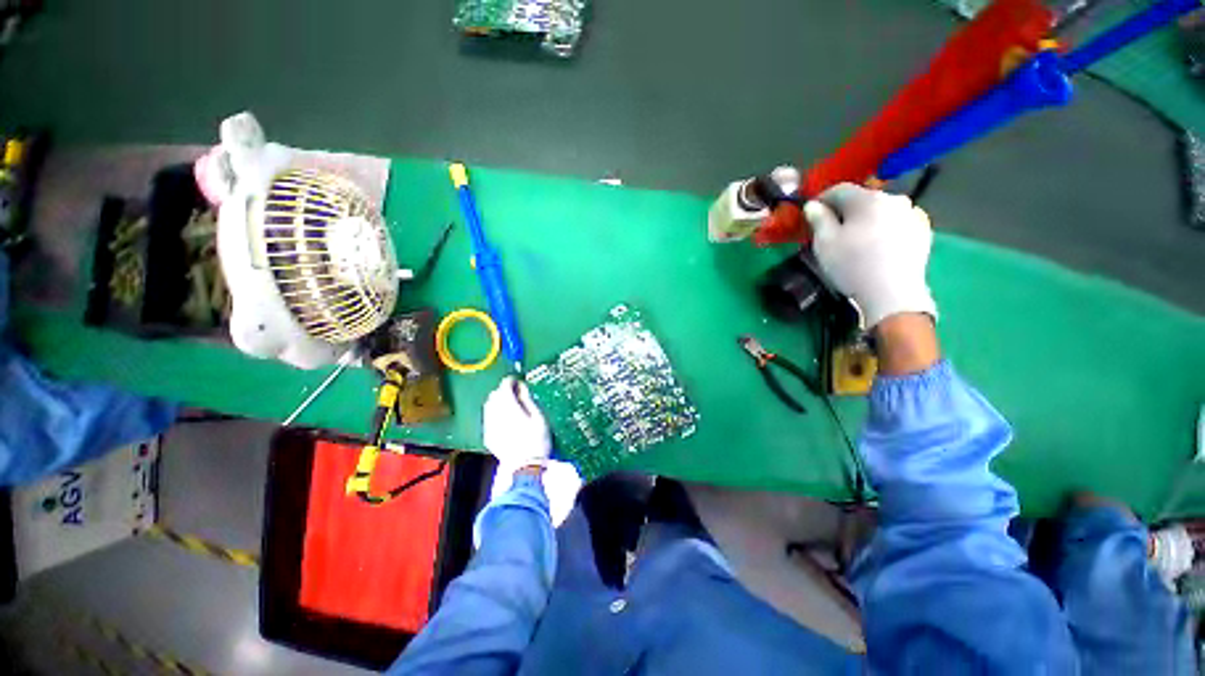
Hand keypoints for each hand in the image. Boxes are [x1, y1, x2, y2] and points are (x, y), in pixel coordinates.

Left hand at [483, 376, 551, 471]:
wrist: (525, 468)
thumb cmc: (537, 440)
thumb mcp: (538, 417)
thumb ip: (527, 399)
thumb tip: (521, 387)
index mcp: (509, 408)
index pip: (504, 387)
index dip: (510, 382)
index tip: (518, 382)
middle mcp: (495, 415)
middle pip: (494, 395)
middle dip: (503, 391)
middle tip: (516, 393)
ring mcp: (489, 426)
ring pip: (489, 406)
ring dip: (498, 402)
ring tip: (510, 406)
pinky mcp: (488, 437)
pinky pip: (488, 418)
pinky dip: (495, 413)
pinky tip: (505, 419)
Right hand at [803, 183, 936, 328]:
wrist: (892, 293)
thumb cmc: (852, 265)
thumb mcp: (824, 243)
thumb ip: (818, 219)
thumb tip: (813, 205)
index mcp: (867, 199)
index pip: (839, 189)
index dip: (822, 199)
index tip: (812, 214)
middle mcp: (893, 199)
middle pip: (862, 199)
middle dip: (845, 211)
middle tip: (833, 231)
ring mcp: (912, 214)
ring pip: (881, 211)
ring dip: (866, 220)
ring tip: (857, 241)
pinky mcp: (923, 232)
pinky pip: (897, 223)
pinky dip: (885, 230)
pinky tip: (878, 248)